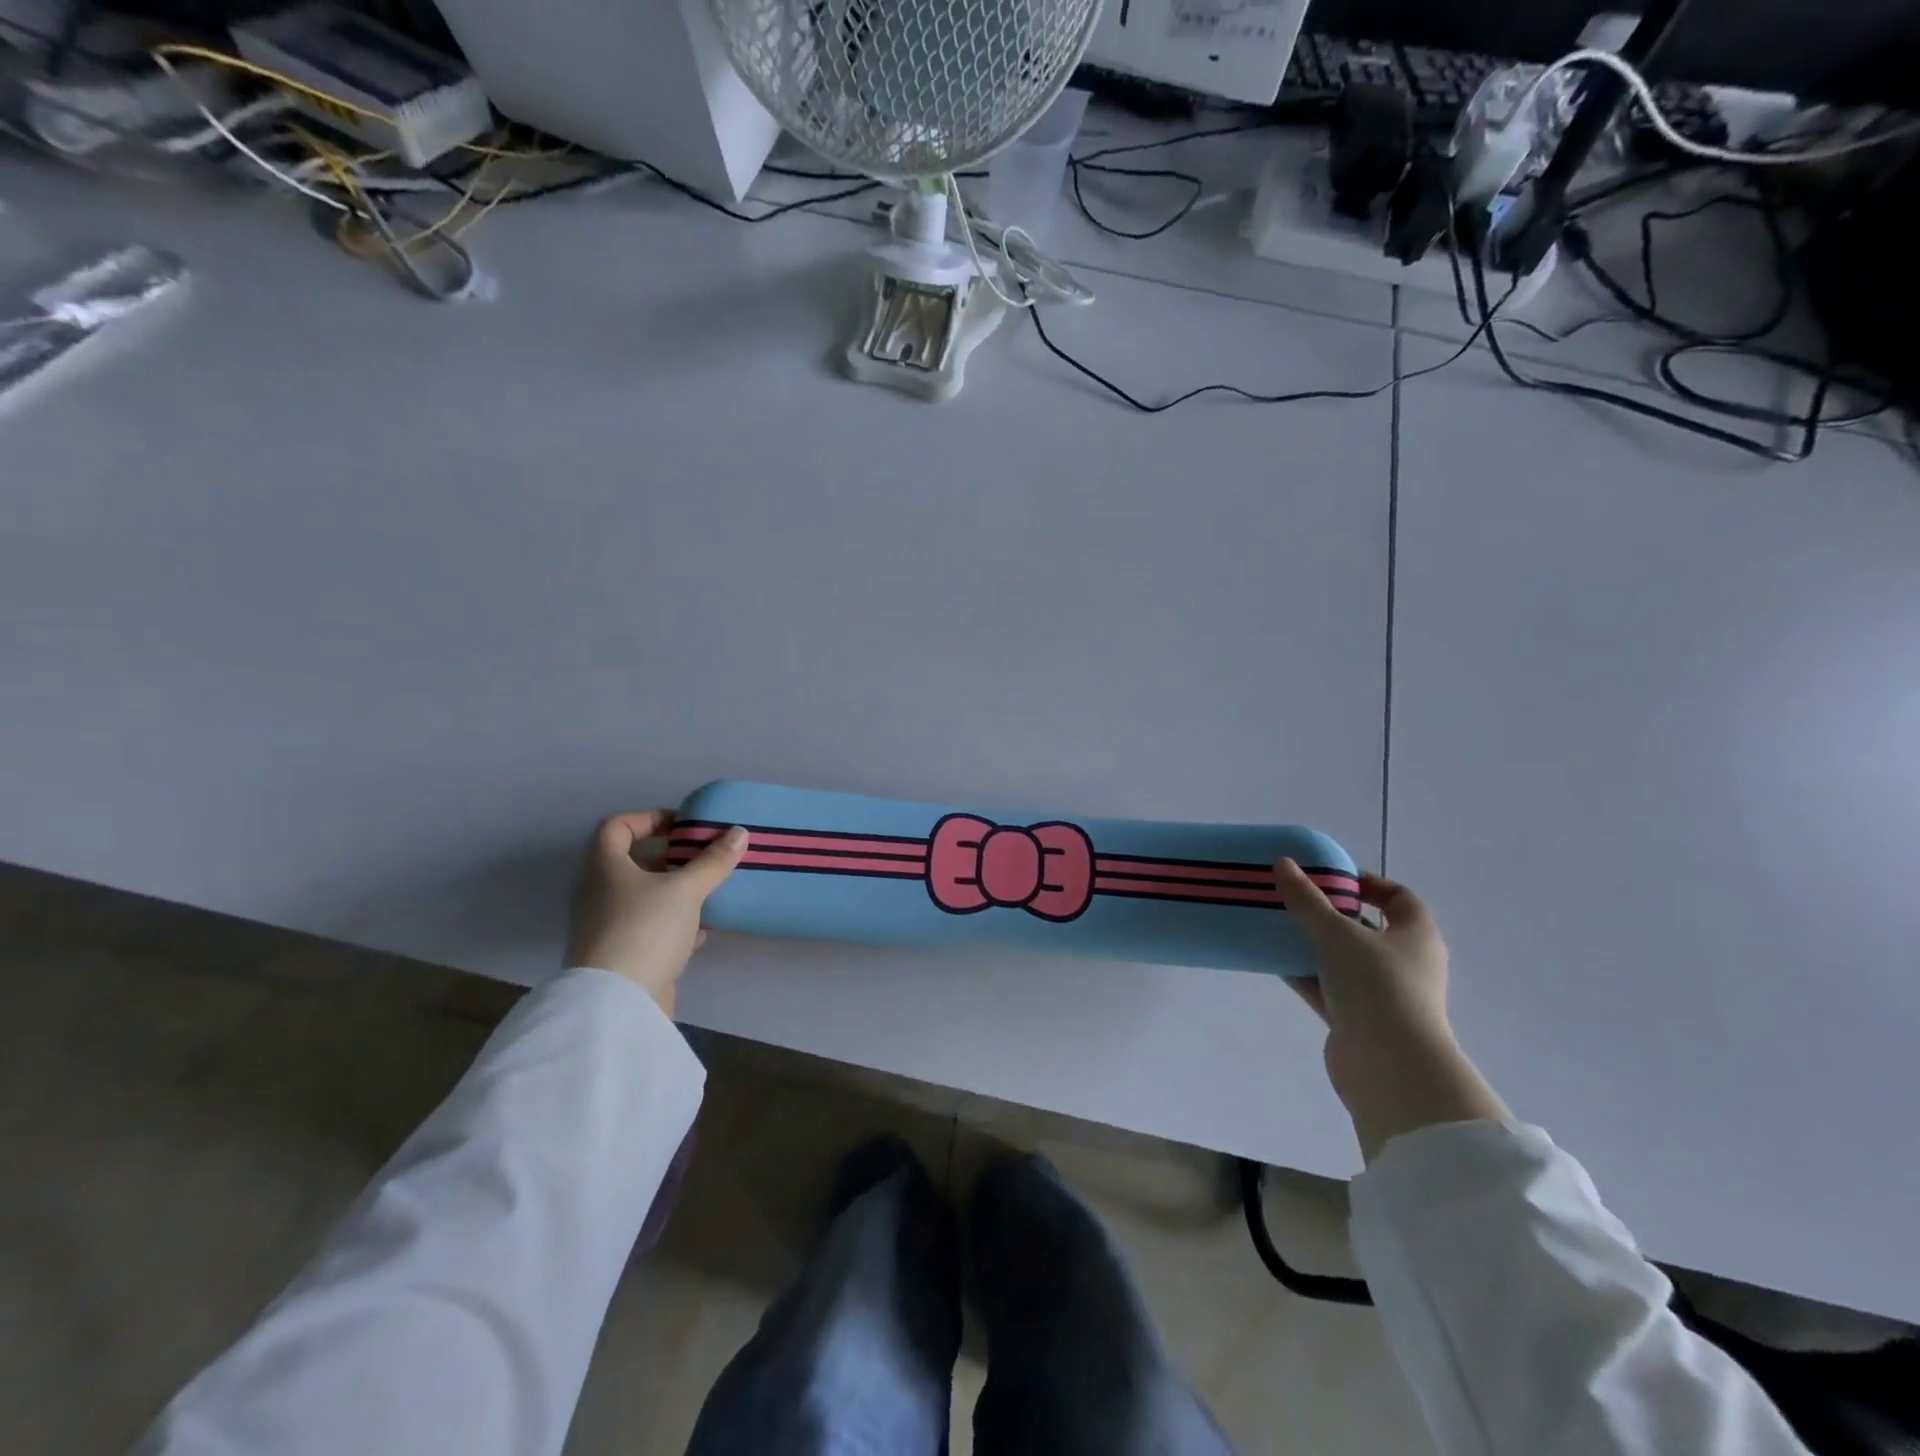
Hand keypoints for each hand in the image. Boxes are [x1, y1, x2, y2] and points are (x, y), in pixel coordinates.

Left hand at [565, 812, 747, 1015]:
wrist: (617, 1003)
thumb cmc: (645, 929)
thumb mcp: (686, 890)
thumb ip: (713, 861)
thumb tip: (739, 832)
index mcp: (605, 867)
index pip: (617, 826)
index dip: (650, 819)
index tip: (684, 827)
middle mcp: (600, 892)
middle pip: (635, 862)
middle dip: (673, 857)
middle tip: (706, 856)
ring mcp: (609, 925)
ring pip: (647, 896)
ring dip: (678, 891)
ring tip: (712, 889)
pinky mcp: (623, 954)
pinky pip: (652, 927)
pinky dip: (677, 923)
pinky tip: (704, 929)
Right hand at [1275, 860, 1507, 1159]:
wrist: (1388, 1066)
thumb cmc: (1376, 985)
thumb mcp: (1337, 933)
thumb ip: (1307, 899)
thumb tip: (1283, 863)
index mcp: (1416, 936)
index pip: (1400, 898)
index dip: (1368, 883)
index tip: (1330, 877)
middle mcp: (1405, 963)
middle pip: (1366, 928)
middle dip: (1330, 913)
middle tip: (1294, 899)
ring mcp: (1382, 994)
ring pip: (1343, 959)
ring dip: (1313, 945)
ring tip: (1276, 926)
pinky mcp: (1358, 1020)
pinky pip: (1327, 987)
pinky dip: (1304, 974)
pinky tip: (1273, 960)